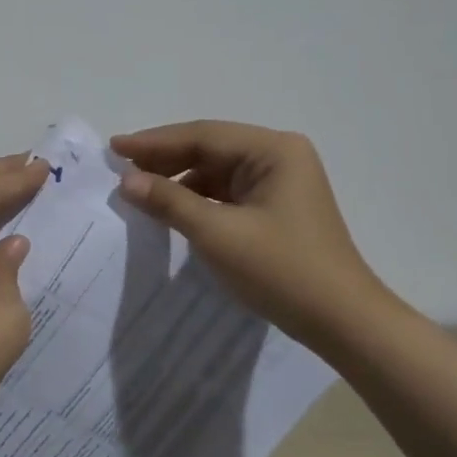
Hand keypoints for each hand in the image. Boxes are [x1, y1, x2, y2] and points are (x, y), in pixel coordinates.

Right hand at [111, 121, 389, 350]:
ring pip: (217, 171)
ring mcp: (281, 181)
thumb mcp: (218, 234)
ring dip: (180, 180)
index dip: (154, 142)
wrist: (342, 321)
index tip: (114, 148)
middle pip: (211, 148)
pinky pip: (228, 192)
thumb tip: (126, 181)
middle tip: (120, 167)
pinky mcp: (277, 206)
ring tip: (139, 189)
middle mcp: (279, 156)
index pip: (203, 136)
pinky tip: (172, 208)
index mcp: (273, 150)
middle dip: (165, 159)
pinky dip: (198, 198)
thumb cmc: (282, 270)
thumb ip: (170, 201)